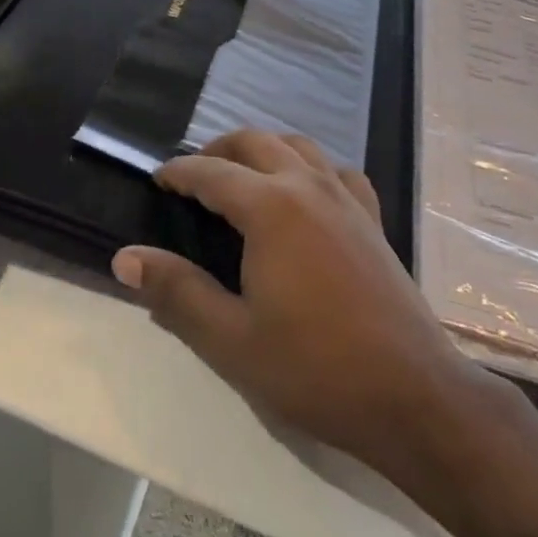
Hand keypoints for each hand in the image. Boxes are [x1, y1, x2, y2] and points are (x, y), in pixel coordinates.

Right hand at [112, 130, 485, 477]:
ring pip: (297, 146)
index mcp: (270, 207)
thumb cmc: (316, 368)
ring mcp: (346, 197)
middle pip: (254, 142)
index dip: (179, 172)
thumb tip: (125, 258)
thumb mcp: (232, 340)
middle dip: (218, 150)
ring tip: (242, 176)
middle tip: (193, 176)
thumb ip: (176, 293)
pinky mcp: (372, 217)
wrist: (412, 394)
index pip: (211, 172)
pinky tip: (307, 194)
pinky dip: (311, 168)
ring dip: (263, 150)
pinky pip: (337, 171)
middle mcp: (307, 185)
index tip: (158, 179)